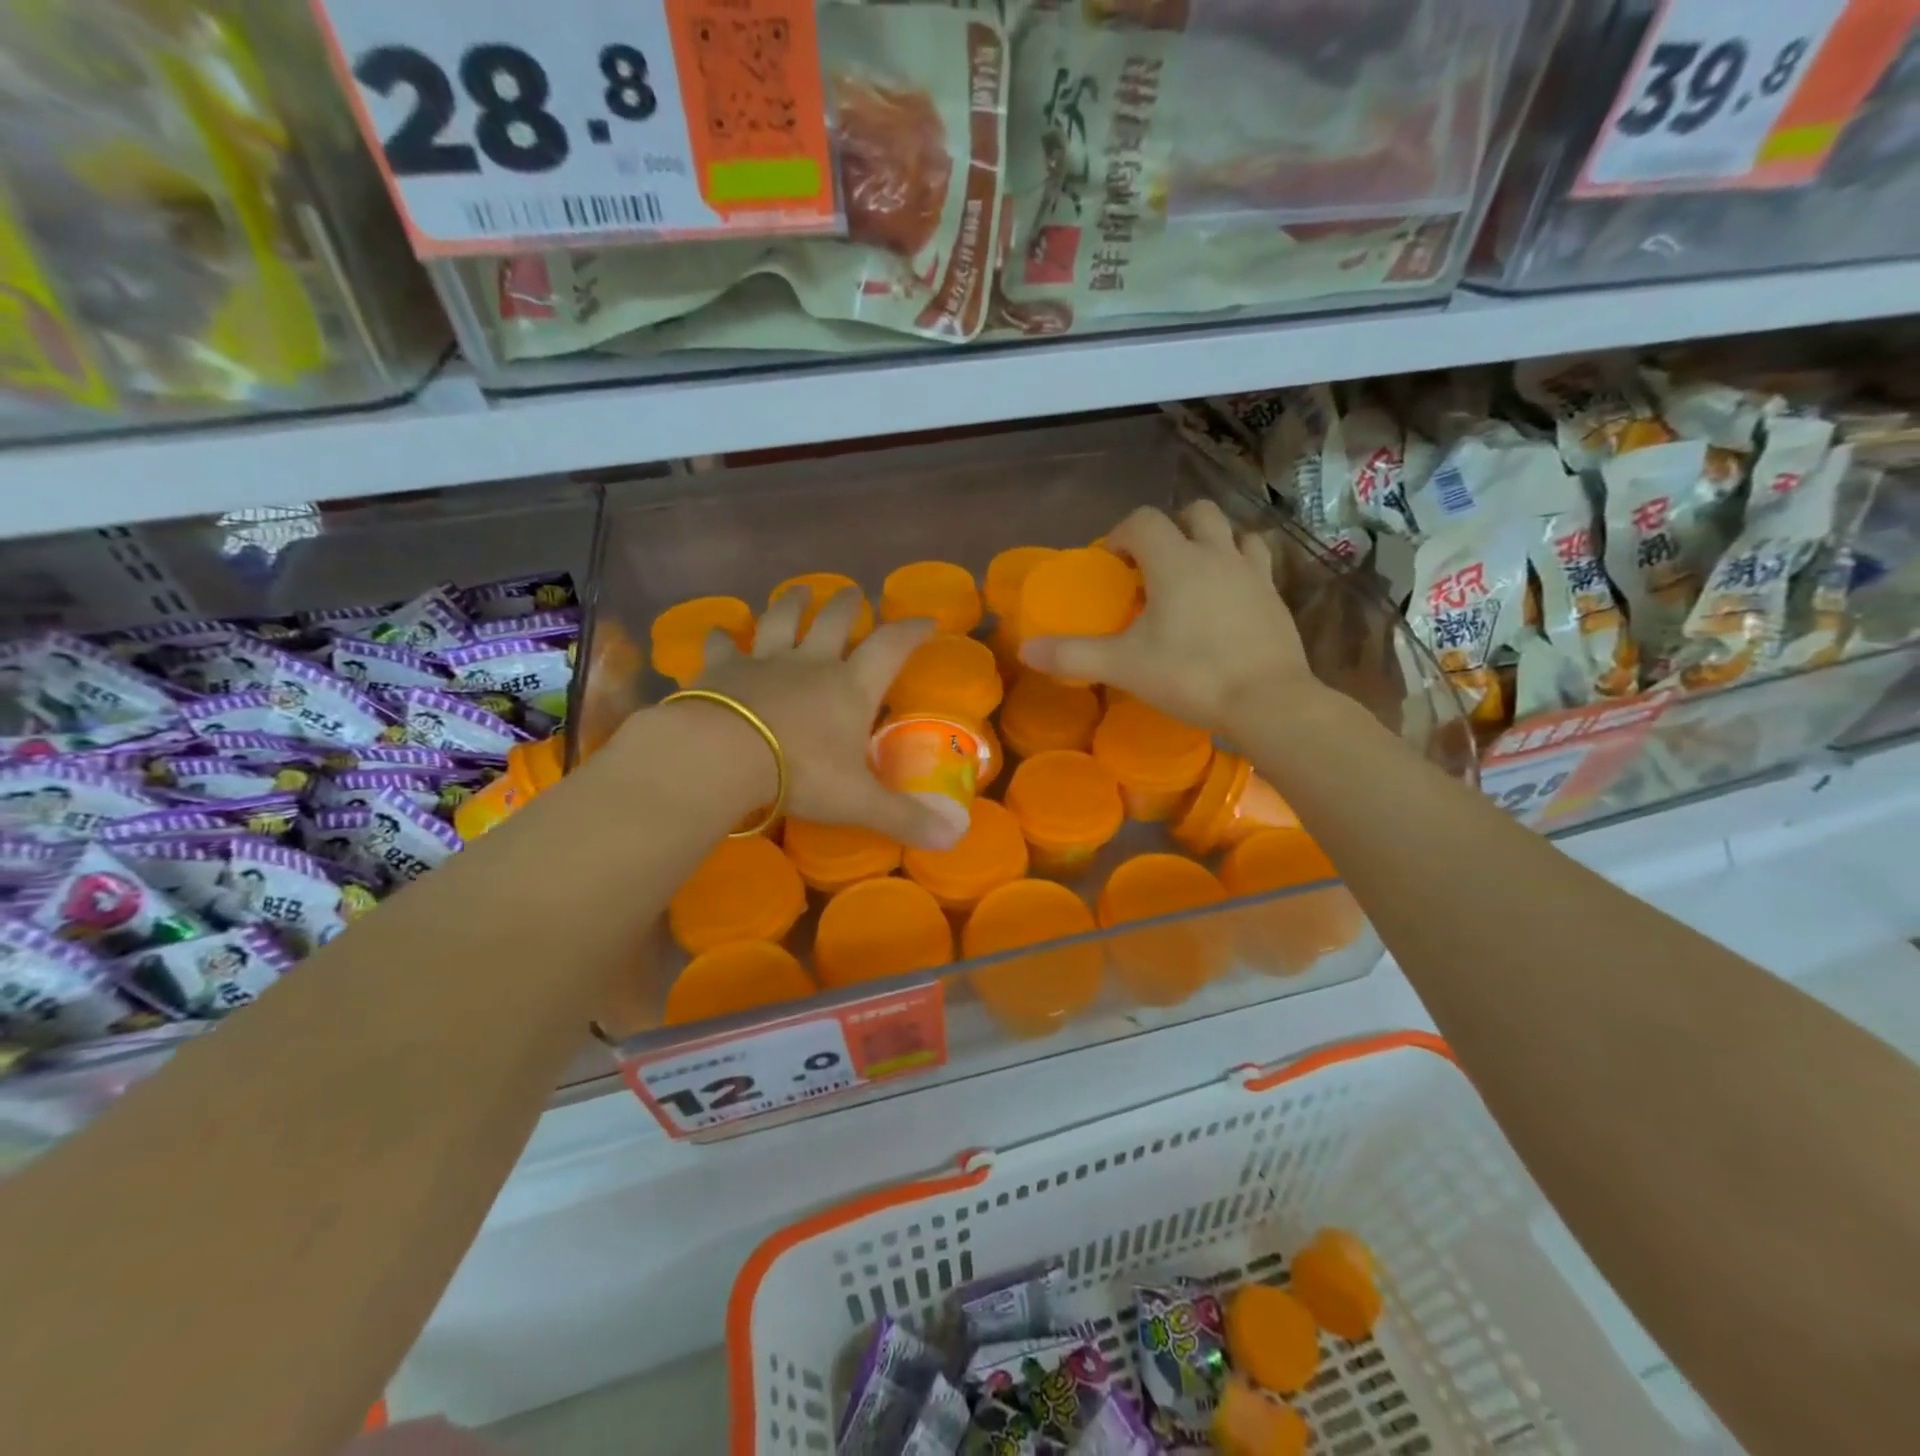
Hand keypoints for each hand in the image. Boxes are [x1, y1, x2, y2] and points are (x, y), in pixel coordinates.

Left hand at [684, 588, 967, 849]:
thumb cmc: (800, 774)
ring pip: (781, 620)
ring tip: (799, 591)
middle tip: (852, 593)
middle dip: (846, 605)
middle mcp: (811, 664)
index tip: (926, 618)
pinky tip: (719, 632)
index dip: (911, 631)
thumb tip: (955, 838)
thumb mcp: (858, 802)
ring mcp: (764, 662)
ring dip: (792, 603)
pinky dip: (722, 638)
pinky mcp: (722, 670)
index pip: (890, 647)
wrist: (723, 756)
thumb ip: (905, 818)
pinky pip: (723, 646)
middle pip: (833, 621)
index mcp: (850, 688)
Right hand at [1020, 502, 1320, 735]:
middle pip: (1195, 513)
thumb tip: (1025, 649)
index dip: (1120, 534)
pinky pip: (1257, 564)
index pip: (1143, 521)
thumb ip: (1072, 654)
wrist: (1267, 701)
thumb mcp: (1123, 667)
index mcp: (1175, 562)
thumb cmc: (1190, 675)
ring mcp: (1253, 574)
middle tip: (1152, 564)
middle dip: (1170, 528)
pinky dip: (1239, 568)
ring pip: (1234, 532)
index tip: (1110, 563)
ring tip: (1194, 575)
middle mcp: (1217, 555)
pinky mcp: (1276, 598)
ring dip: (1211, 542)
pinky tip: (1228, 600)